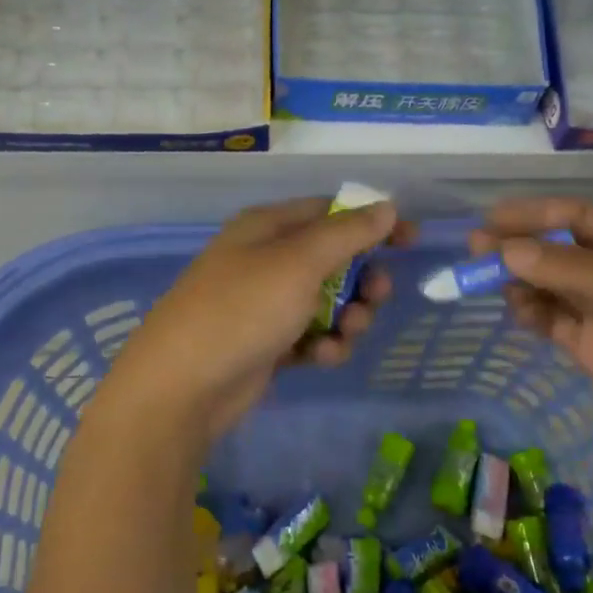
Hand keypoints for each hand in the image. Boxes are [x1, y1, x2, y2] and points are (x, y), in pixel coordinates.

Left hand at [93, 197, 408, 452]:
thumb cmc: (242, 309)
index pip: (330, 212)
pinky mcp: (266, 343)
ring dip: (348, 317)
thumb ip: (347, 233)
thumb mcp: (298, 263)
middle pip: (333, 259)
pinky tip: (321, 358)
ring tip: (347, 333)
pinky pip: (310, 335)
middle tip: (377, 296)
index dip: (372, 222)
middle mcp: (265, 259)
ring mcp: (264, 304)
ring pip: (327, 301)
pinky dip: (323, 344)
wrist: (182, 387)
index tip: (410, 240)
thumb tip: (386, 205)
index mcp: (267, 227)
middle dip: (362, 279)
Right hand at [471, 197, 592, 488]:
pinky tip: (515, 311)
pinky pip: (556, 322)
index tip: (490, 219)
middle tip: (474, 250)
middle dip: (519, 247)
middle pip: (561, 251)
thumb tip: (506, 250)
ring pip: (553, 286)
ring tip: (487, 283)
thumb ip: (572, 271)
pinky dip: (532, 314)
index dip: (535, 214)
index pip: (581, 217)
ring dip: (521, 280)